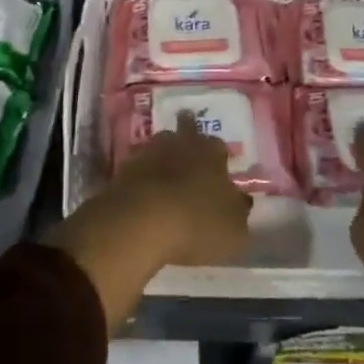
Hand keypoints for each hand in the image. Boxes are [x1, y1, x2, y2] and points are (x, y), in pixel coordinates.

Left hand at [48, 114, 251, 325]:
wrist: (142, 221)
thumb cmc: (198, 224)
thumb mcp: (234, 231)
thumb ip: (238, 213)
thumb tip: (239, 201)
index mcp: (212, 154)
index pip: (219, 146)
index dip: (219, 157)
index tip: (219, 169)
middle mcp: (182, 144)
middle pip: (186, 132)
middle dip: (188, 139)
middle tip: (189, 152)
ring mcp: (150, 153)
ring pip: (160, 146)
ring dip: (164, 156)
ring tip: (166, 173)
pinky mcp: (124, 169)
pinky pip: (139, 168)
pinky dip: (143, 177)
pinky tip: (145, 192)